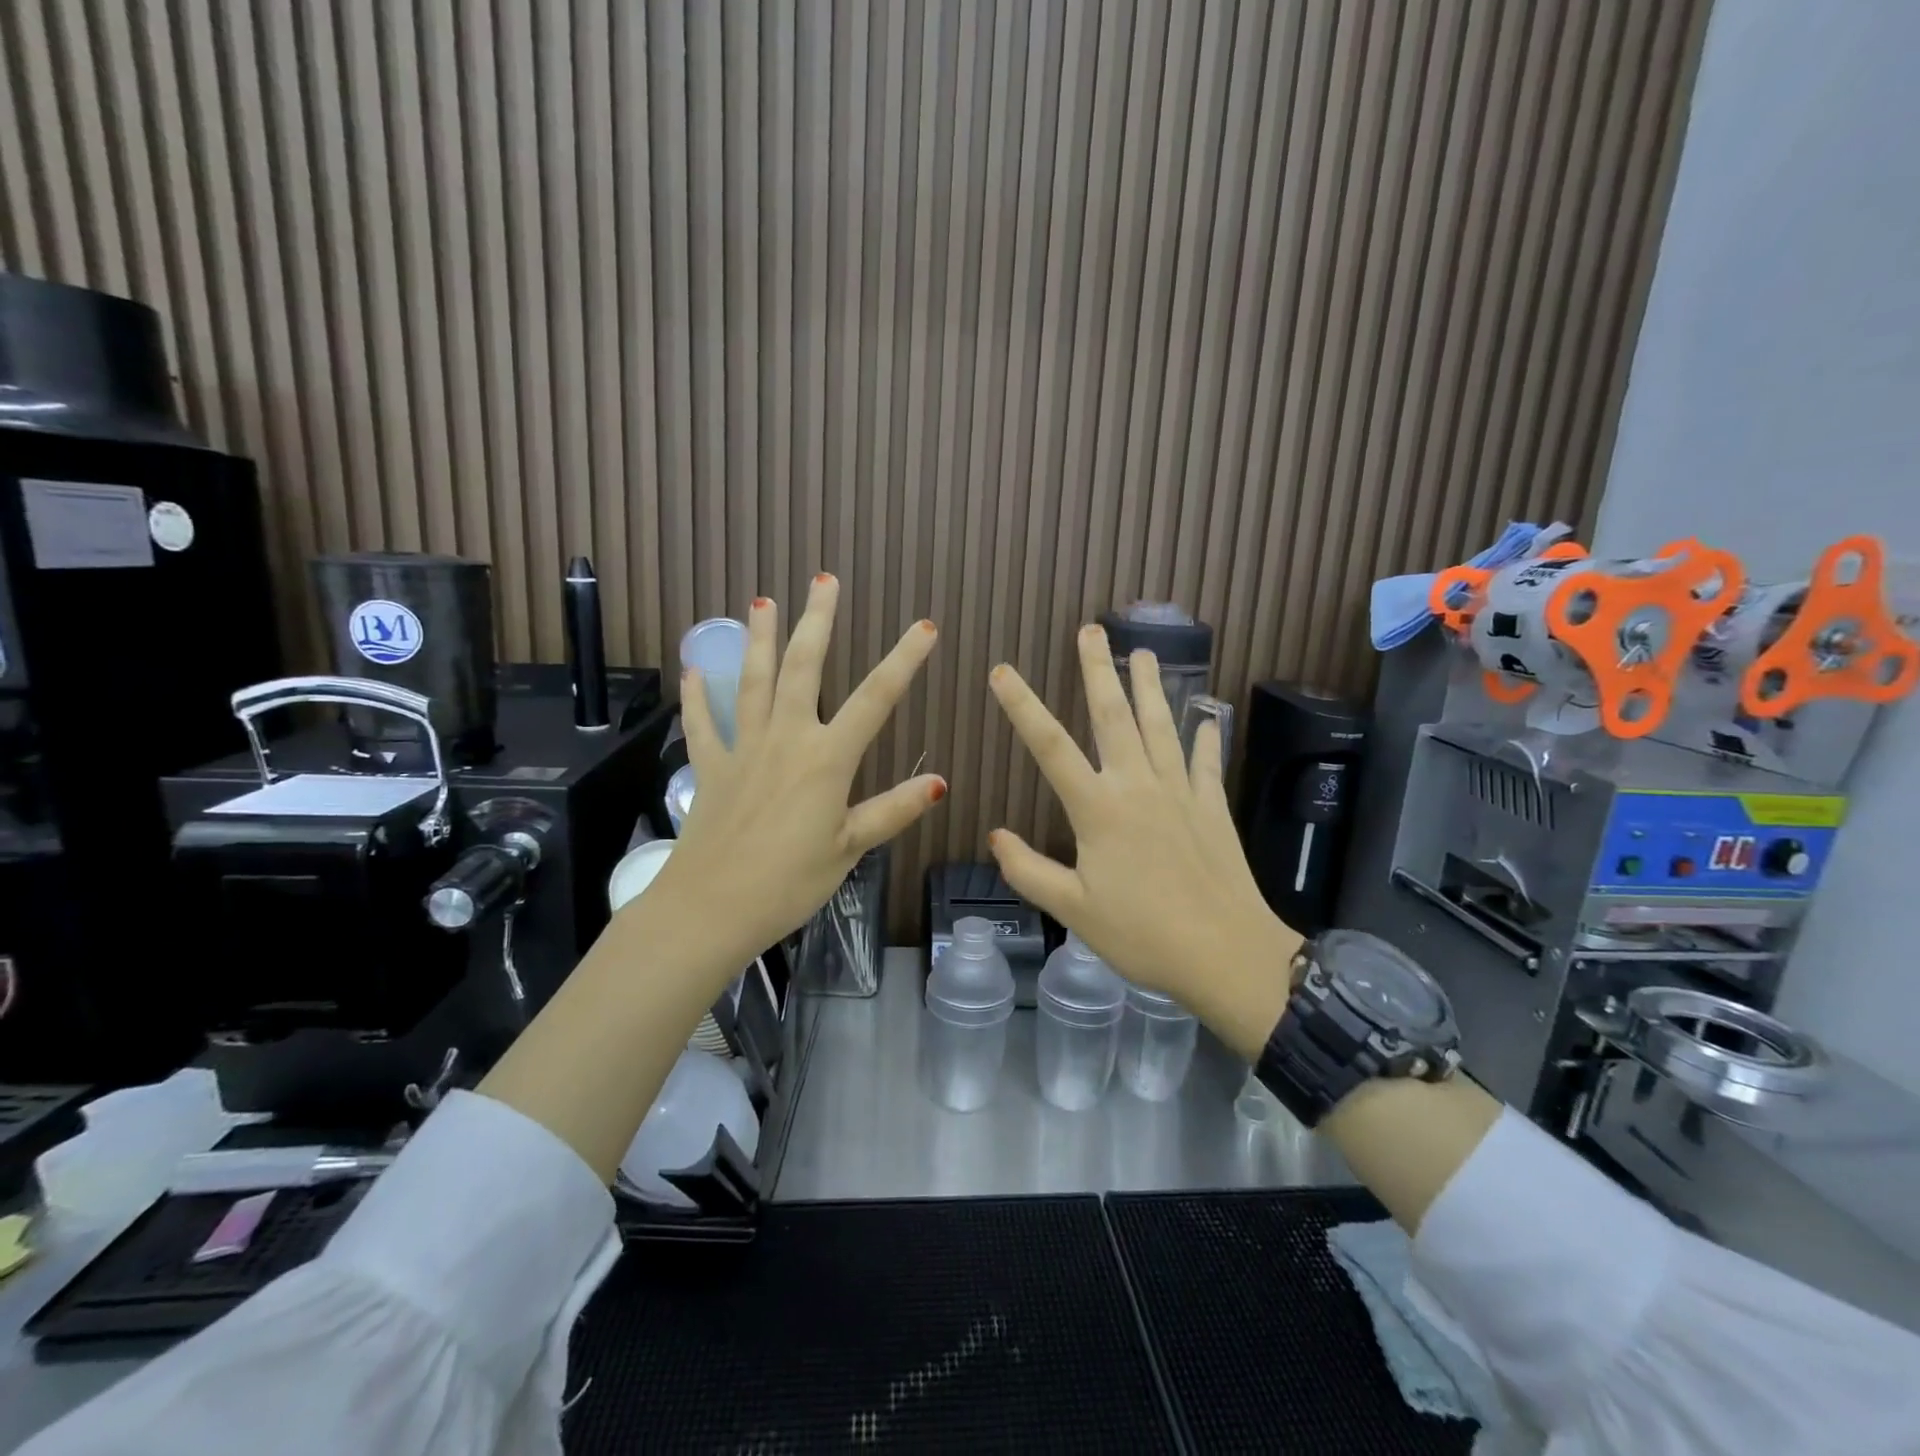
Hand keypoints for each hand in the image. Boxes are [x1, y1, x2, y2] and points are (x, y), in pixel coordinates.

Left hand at [651, 573, 943, 965]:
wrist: (711, 908)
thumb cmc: (789, 882)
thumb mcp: (849, 849)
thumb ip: (892, 810)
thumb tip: (940, 783)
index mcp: (827, 759)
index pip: (875, 699)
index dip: (903, 661)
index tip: (925, 628)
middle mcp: (786, 739)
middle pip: (804, 668)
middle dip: (817, 622)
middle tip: (824, 580)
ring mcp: (744, 749)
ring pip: (752, 681)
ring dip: (760, 639)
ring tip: (762, 601)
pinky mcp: (711, 768)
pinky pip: (704, 724)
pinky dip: (698, 697)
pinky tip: (693, 670)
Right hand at [987, 625, 1298, 1053]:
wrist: (1227, 955)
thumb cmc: (1143, 936)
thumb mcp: (1074, 911)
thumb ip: (1029, 870)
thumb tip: (995, 835)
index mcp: (1098, 810)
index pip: (1050, 747)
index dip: (1023, 706)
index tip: (1003, 670)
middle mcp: (1138, 787)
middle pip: (1114, 716)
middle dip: (1098, 669)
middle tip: (1090, 629)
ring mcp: (1180, 792)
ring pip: (1161, 725)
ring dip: (1150, 686)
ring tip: (1143, 651)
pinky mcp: (1212, 807)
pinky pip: (1205, 762)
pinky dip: (1205, 737)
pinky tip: (1208, 717)